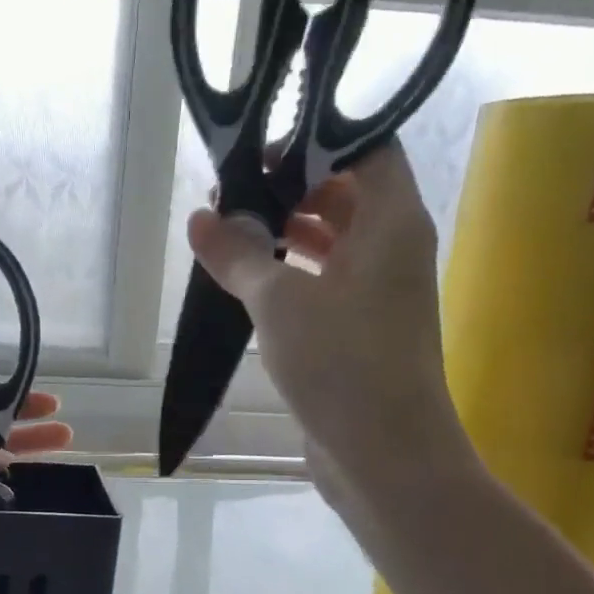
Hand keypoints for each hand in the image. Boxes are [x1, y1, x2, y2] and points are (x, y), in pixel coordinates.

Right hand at [188, 142, 476, 517]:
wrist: (384, 455)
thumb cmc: (341, 364)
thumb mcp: (278, 301)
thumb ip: (238, 254)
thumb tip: (200, 217)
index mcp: (393, 221)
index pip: (367, 146)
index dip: (315, 138)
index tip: (259, 148)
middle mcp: (393, 247)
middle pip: (346, 191)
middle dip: (290, 185)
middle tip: (231, 192)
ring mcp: (377, 291)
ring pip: (333, 239)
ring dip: (286, 230)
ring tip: (229, 230)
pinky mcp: (358, 329)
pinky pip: (324, 280)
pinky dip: (290, 271)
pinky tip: (247, 279)